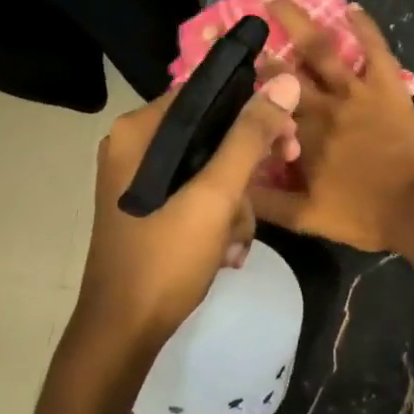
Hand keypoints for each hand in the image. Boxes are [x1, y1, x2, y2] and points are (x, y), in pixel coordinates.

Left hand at [74, 73, 302, 357]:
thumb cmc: (165, 258)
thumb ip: (249, 138)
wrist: (124, 331)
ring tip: (237, 239)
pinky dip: (219, 218)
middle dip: (249, 161)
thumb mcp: (214, 196)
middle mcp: (136, 148)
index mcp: (139, 132)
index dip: (253, 107)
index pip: (206, 93)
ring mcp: (142, 181)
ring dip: (236, 202)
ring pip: (210, 168)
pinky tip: (226, 251)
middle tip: (286, 166)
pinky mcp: (152, 209)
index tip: (289, 132)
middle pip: (211, 132)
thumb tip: (285, 82)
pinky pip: (198, 195)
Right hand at [252, 0, 413, 258]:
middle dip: (258, 46)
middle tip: (238, 20)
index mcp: (300, 137)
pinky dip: (365, 27)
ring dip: (296, 19)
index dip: (242, 85)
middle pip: (284, 71)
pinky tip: (352, 6)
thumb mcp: (306, 219)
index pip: (263, 105)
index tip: (222, 65)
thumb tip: (234, 186)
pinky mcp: (388, 88)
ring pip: (321, 49)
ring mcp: (356, 93)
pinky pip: (376, 50)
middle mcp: (322, 107)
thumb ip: (267, 203)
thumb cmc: (363, 215)